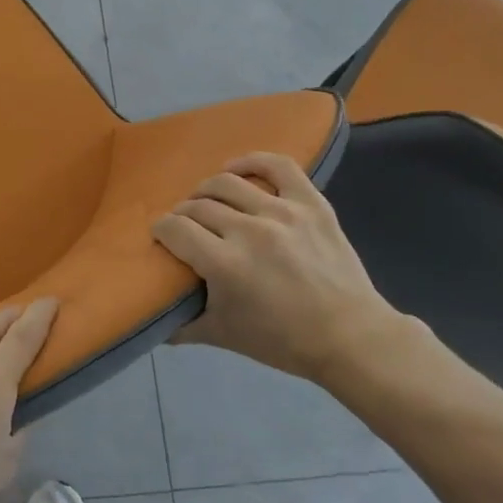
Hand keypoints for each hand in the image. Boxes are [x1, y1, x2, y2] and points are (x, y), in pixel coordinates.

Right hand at [152, 151, 409, 384]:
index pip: (175, 229)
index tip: (162, 236)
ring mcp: (283, 213)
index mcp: (224, 264)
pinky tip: (237, 169)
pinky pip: (278, 166)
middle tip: (185, 228)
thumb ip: (181, 326)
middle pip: (197, 206)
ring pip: (227, 183)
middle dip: (182, 215)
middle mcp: (249, 231)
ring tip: (208, 202)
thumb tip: (153, 319)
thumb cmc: (282, 340)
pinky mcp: (311, 204)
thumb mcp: (223, 336)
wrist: (350, 337)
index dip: (161, 230)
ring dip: (207, 191)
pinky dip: (252, 161)